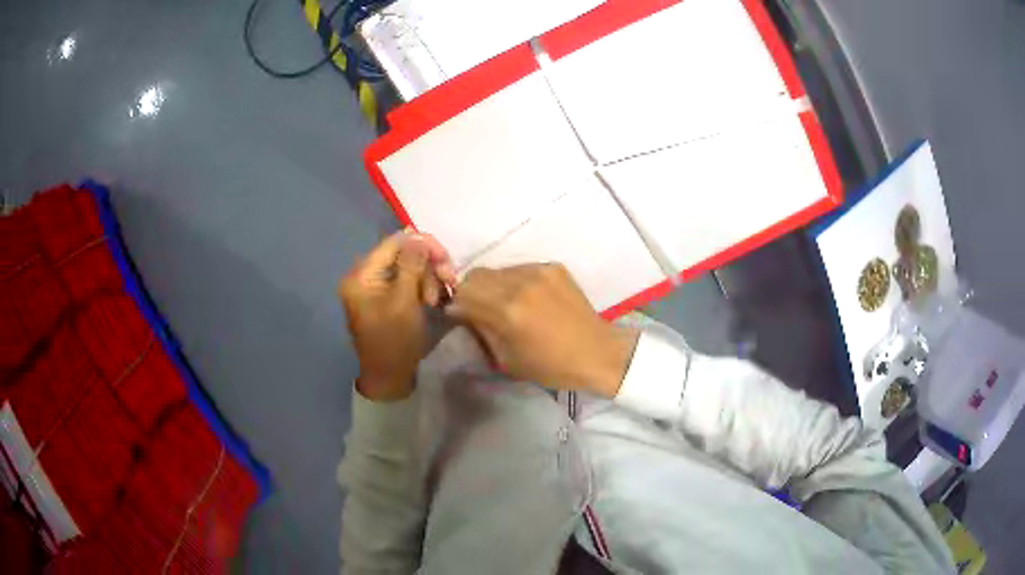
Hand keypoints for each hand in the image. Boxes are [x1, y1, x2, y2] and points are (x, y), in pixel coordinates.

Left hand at [339, 230, 454, 401]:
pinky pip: (407, 281)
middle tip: (448, 281)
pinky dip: (422, 287)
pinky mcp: (385, 297)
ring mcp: (375, 287)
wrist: (389, 378)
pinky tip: (433, 301)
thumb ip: (411, 266)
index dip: (422, 244)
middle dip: (428, 266)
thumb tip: (416, 236)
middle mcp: (365, 276)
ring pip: (409, 267)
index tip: (446, 259)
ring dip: (428, 279)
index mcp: (362, 276)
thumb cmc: (395, 342)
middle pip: (402, 253)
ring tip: (437, 301)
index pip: (393, 243)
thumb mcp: (404, 303)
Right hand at [447, 264, 637, 396]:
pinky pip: (519, 268)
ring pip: (497, 270)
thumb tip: (463, 313)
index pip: (462, 295)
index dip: (457, 308)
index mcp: (506, 311)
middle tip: (480, 309)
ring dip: (493, 286)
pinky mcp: (552, 267)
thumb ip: (481, 331)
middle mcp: (519, 284)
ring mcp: (538, 271)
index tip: (462, 318)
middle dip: (471, 292)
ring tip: (507, 304)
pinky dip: (515, 282)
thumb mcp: (506, 360)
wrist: (597, 353)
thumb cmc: (550, 366)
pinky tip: (529, 299)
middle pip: (475, 276)